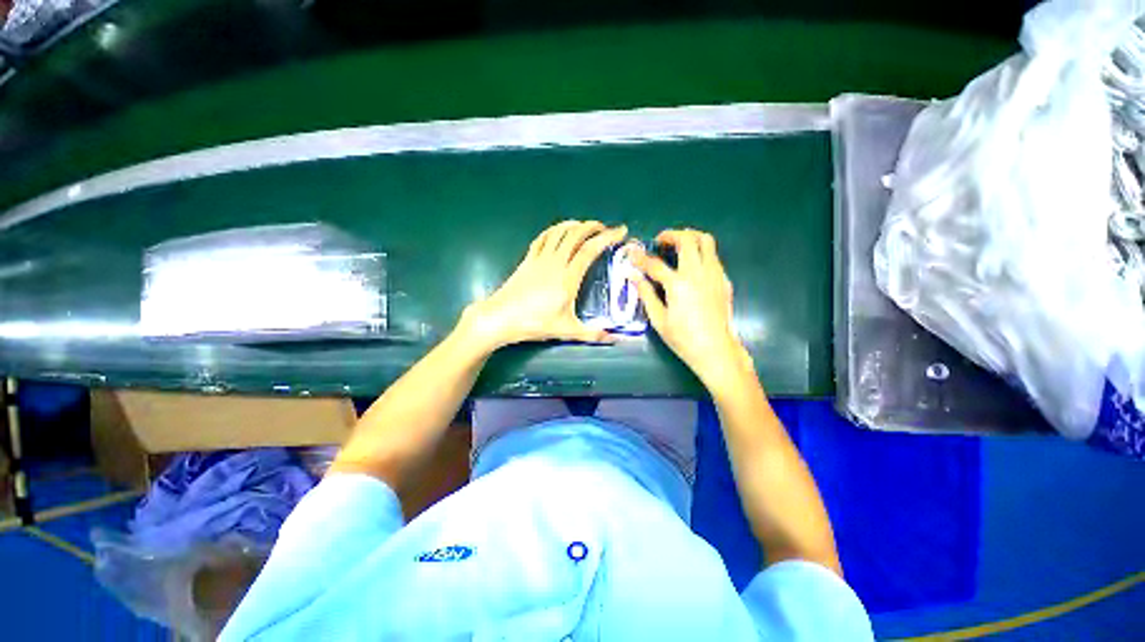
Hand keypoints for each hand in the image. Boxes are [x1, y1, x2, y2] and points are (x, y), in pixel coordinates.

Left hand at [461, 221, 628, 350]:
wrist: (501, 317)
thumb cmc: (534, 323)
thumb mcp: (566, 330)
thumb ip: (592, 333)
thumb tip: (615, 339)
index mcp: (568, 278)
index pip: (590, 250)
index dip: (607, 238)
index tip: (620, 231)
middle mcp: (555, 262)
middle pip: (575, 235)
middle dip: (592, 227)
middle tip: (605, 228)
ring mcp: (539, 259)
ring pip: (559, 232)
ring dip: (574, 225)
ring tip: (585, 226)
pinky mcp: (528, 259)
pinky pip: (543, 237)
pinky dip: (554, 230)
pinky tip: (559, 231)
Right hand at [630, 229, 752, 385]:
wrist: (716, 350)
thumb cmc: (683, 338)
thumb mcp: (659, 319)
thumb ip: (645, 294)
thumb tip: (633, 277)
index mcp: (679, 284)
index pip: (655, 264)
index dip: (640, 258)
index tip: (632, 254)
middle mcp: (698, 273)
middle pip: (687, 239)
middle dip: (671, 235)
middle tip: (660, 242)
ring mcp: (714, 274)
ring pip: (706, 241)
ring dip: (689, 237)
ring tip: (677, 246)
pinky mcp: (724, 279)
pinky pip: (713, 256)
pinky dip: (700, 252)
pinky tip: (691, 266)